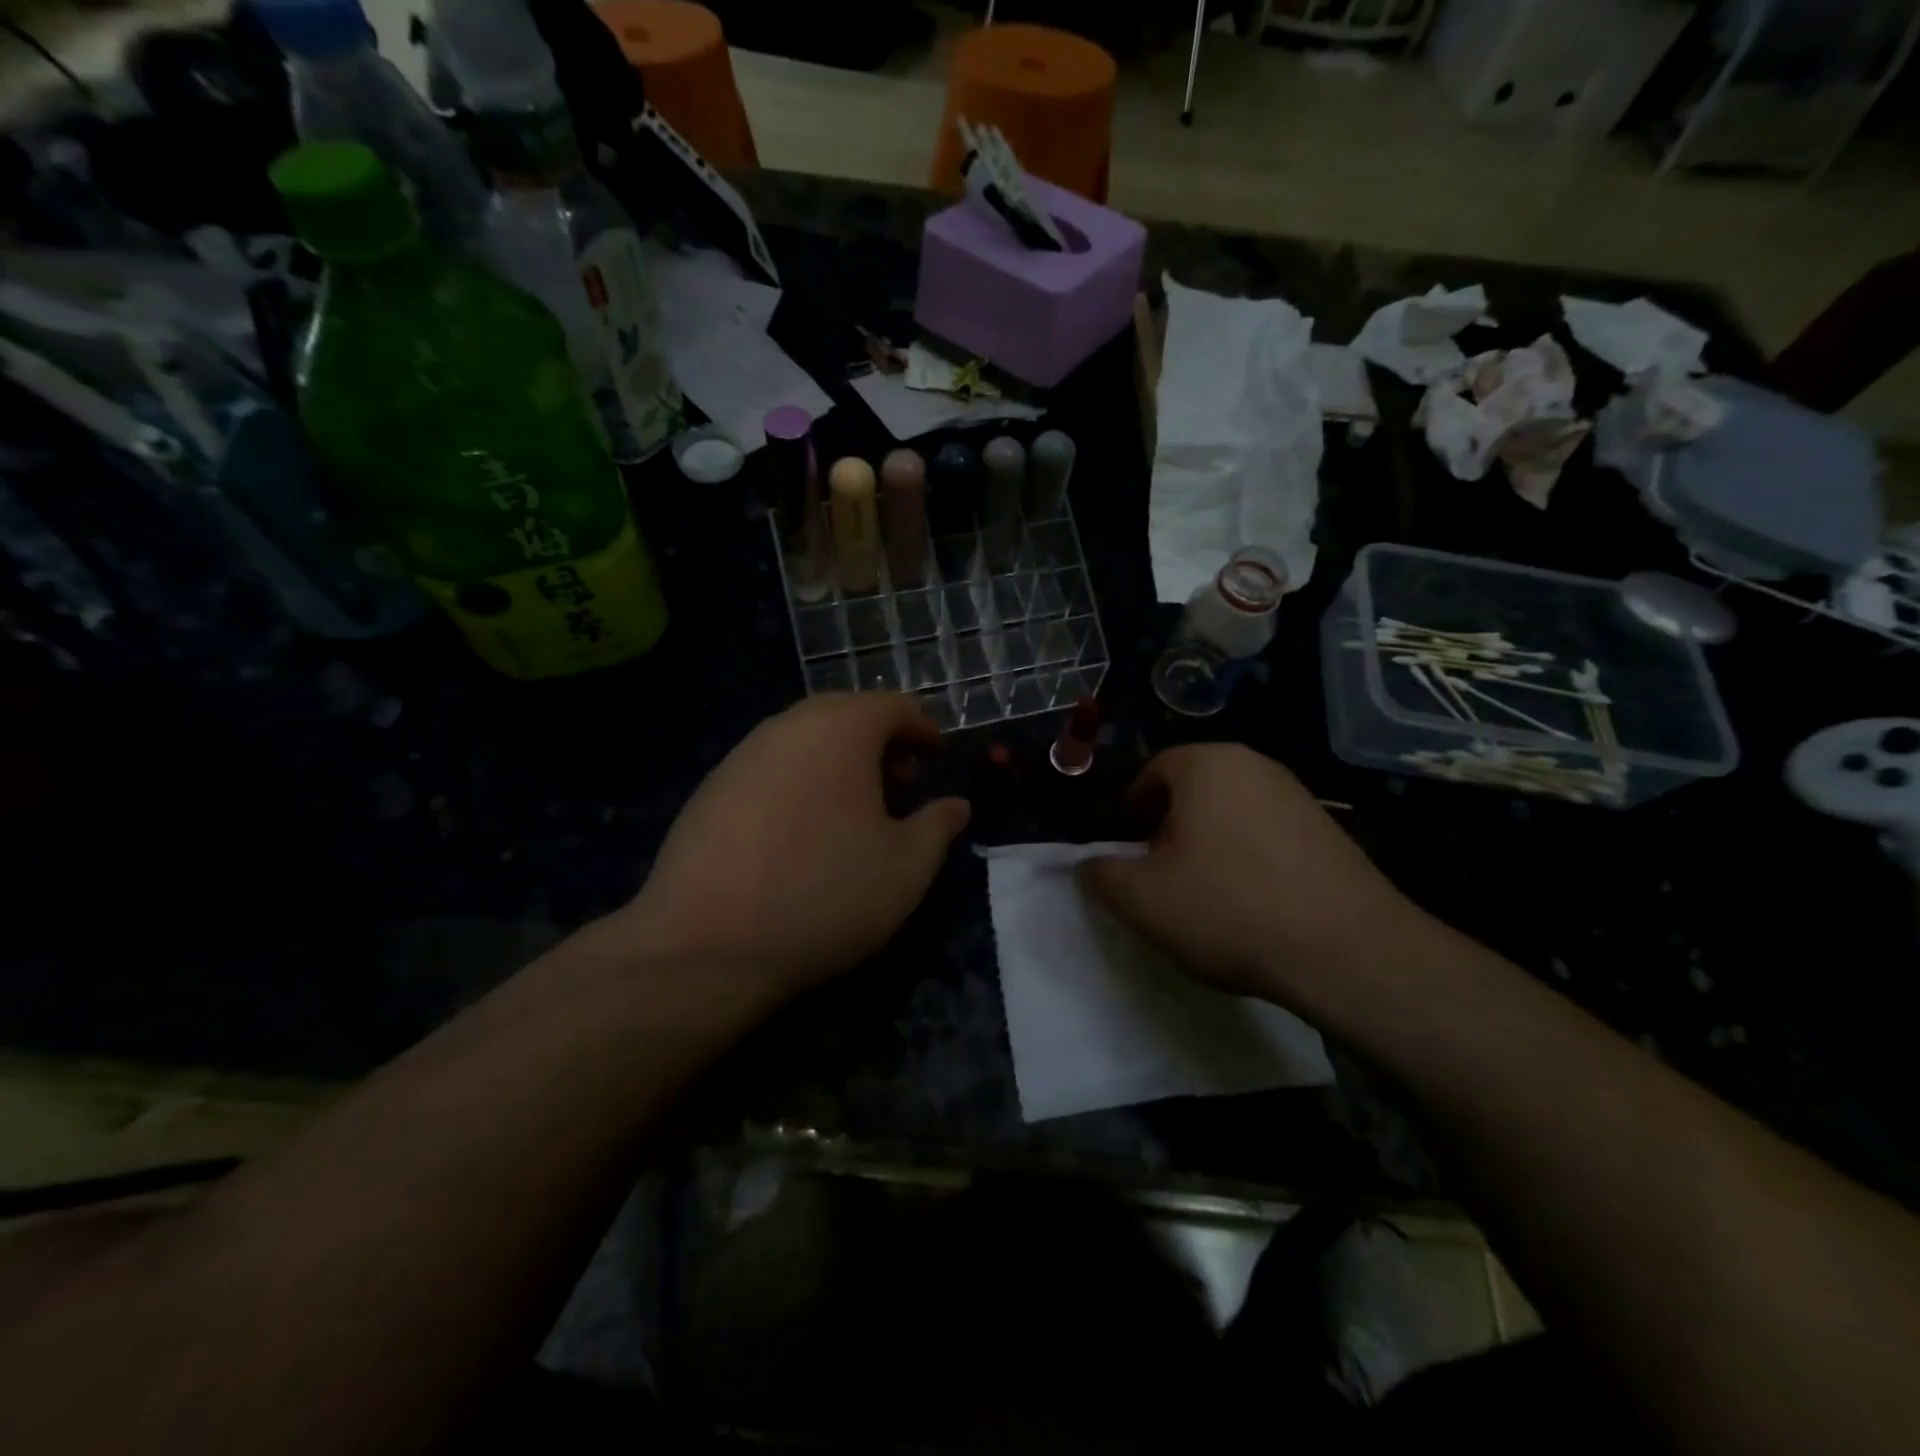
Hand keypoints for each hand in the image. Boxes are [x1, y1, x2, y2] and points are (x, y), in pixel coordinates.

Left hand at [618, 693, 969, 1003]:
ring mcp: (742, 755)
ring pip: (804, 739)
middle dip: (881, 742)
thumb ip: (939, 826)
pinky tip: (803, 830)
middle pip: (845, 714)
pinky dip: (800, 780)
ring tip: (855, 810)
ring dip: (839, 760)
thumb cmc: (825, 896)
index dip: (922, 727)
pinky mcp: (711, 788)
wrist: (706, 945)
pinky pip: (771, 766)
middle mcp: (788, 727)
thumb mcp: (906, 868)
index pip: (892, 706)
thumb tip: (956, 805)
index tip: (937, 755)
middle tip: (901, 784)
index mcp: (840, 730)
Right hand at [1079, 745, 1427, 1009]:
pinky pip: (1268, 832)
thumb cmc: (1228, 909)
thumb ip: (1101, 874)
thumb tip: (1089, 863)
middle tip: (1160, 871)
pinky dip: (1249, 856)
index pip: (1154, 771)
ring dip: (1209, 842)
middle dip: (1170, 825)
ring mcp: (1298, 795)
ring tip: (1205, 891)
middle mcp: (1254, 765)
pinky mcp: (1329, 829)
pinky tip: (1252, 901)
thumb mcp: (1141, 899)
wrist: (1346, 951)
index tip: (1128, 848)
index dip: (1132, 809)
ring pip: (1232, 809)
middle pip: (1194, 788)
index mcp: (1206, 765)